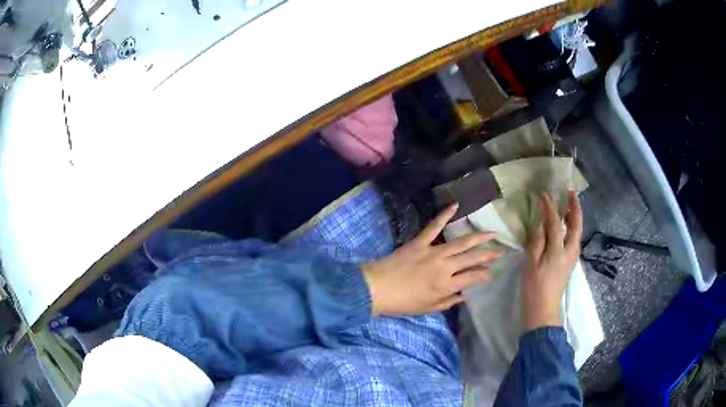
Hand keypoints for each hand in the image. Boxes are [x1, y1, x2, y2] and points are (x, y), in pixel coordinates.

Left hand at [361, 204, 501, 315]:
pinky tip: (455, 205)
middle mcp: (445, 267)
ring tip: (492, 233)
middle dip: (489, 255)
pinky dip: (444, 215)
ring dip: (478, 237)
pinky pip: (434, 227)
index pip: (473, 278)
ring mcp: (433, 252)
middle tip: (502, 251)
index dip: (484, 275)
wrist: (375, 288)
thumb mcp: (427, 309)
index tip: (491, 273)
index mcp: (446, 285)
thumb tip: (463, 296)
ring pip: (461, 242)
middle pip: (472, 258)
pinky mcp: (420, 242)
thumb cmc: (401, 303)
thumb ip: (448, 302)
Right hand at [522, 191, 582, 330]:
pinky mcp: (570, 263)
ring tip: (569, 206)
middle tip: (570, 193)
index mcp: (558, 250)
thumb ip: (536, 241)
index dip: (549, 207)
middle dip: (575, 208)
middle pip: (576, 225)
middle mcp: (569, 251)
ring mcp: (572, 257)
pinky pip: (574, 239)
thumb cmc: (534, 288)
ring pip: (577, 232)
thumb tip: (541, 224)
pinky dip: (573, 227)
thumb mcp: (530, 264)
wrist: (544, 310)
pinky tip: (566, 226)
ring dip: (575, 216)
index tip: (544, 194)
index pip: (555, 222)